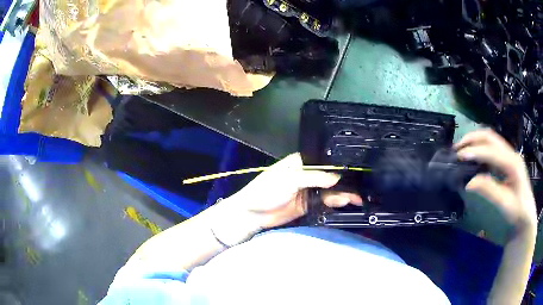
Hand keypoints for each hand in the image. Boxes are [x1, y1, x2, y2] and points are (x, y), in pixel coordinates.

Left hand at [214, 153, 361, 244]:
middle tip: (362, 187)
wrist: (252, 215)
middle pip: (330, 177)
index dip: (339, 165)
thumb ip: (313, 178)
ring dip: (342, 194)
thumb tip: (337, 178)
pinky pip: (324, 202)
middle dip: (344, 182)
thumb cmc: (266, 191)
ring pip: (329, 190)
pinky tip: (345, 203)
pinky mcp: (308, 205)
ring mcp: (308, 191)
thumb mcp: (289, 180)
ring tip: (358, 198)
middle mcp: (307, 175)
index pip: (324, 161)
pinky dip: (335, 203)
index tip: (356, 169)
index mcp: (301, 163)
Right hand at [455, 129, 536, 231]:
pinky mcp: (507, 161)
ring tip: (462, 149)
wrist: (526, 216)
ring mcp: (510, 155)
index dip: (475, 151)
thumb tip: (469, 183)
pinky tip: (474, 156)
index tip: (459, 157)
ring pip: (491, 139)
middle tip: (457, 148)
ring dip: (475, 140)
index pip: (491, 150)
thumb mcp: (505, 205)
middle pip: (490, 136)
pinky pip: (492, 147)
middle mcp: (511, 154)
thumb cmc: (517, 212)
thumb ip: (490, 190)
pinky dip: (480, 147)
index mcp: (512, 163)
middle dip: (472, 139)